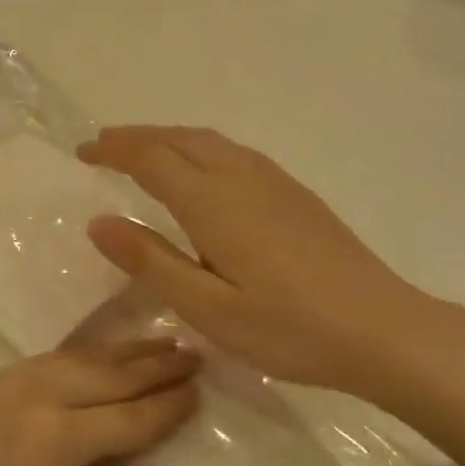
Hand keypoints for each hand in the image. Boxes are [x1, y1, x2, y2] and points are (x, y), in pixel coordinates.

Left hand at [0, 341, 200, 465]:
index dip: (169, 406)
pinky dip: (84, 353)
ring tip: (159, 343)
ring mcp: (3, 381)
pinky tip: (93, 355)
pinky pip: (48, 358)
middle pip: (110, 375)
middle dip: (156, 365)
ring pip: (79, 357)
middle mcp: (36, 396)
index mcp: (55, 441)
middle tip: (195, 353)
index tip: (201, 391)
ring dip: (124, 351)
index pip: (130, 417)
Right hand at [77, 127, 464, 401]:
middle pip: (180, 139)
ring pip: (211, 141)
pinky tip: (205, 171)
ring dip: (170, 137)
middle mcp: (242, 178)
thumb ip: (151, 261)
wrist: (381, 329)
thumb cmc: (288, 328)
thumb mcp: (208, 307)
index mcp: (214, 203)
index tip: (83, 151)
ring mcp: (275, 182)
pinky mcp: (297, 195)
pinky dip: (202, 148)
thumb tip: (99, 221)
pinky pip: (235, 153)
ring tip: (144, 149)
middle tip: (104, 144)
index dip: (114, 150)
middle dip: (138, 136)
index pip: (151, 159)